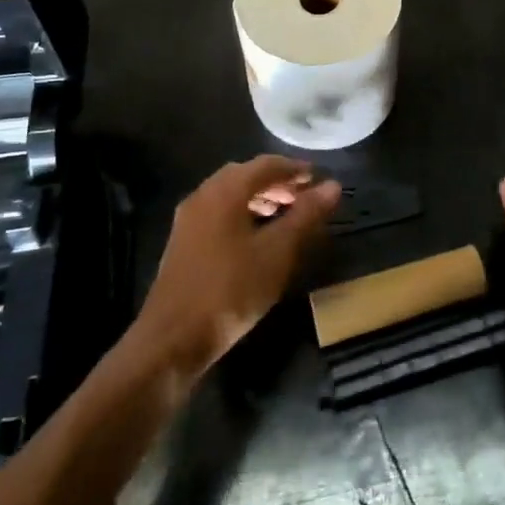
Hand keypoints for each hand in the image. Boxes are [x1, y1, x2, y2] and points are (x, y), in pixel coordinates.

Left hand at [132, 155, 340, 378]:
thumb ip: (306, 215)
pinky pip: (219, 214)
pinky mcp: (183, 243)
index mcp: (225, 190)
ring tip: (286, 216)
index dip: (296, 169)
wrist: (172, 340)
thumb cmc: (231, 289)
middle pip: (246, 176)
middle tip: (305, 197)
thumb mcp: (278, 251)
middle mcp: (203, 195)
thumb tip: (332, 186)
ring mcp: (188, 220)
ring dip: (260, 199)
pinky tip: (258, 239)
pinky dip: (243, 214)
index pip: (266, 164)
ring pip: (230, 195)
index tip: (320, 180)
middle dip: (278, 182)